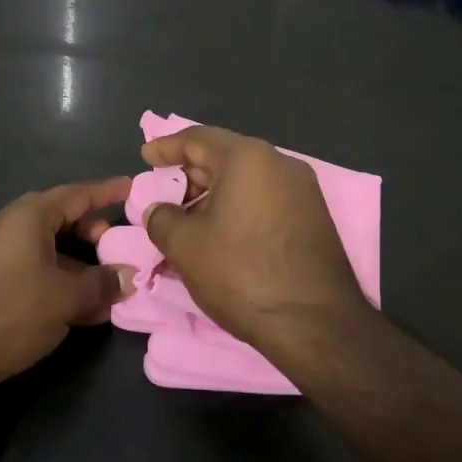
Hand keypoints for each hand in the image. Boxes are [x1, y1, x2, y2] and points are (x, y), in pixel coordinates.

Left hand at [0, 178, 135, 399]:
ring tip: (114, 285)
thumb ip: (102, 284)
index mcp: (30, 216)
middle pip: (66, 221)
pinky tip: (87, 310)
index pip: (79, 194)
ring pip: (55, 252)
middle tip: (126, 248)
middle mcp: (15, 229)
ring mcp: (3, 258)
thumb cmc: (9, 312)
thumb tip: (128, 277)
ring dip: (84, 267)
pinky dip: (65, 284)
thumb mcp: (65, 298)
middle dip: (98, 234)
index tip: (134, 188)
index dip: (108, 191)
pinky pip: (41, 274)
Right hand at [141, 126, 363, 347]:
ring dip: (216, 192)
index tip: (146, 156)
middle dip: (192, 173)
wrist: (315, 322)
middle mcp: (280, 163)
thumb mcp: (186, 246)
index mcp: (248, 158)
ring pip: (248, 179)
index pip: (198, 138)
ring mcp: (303, 190)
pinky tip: (224, 232)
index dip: (167, 147)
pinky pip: (267, 198)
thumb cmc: (242, 273)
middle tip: (166, 192)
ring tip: (190, 218)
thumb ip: (162, 219)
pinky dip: (240, 206)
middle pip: (226, 156)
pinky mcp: (314, 217)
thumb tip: (159, 211)